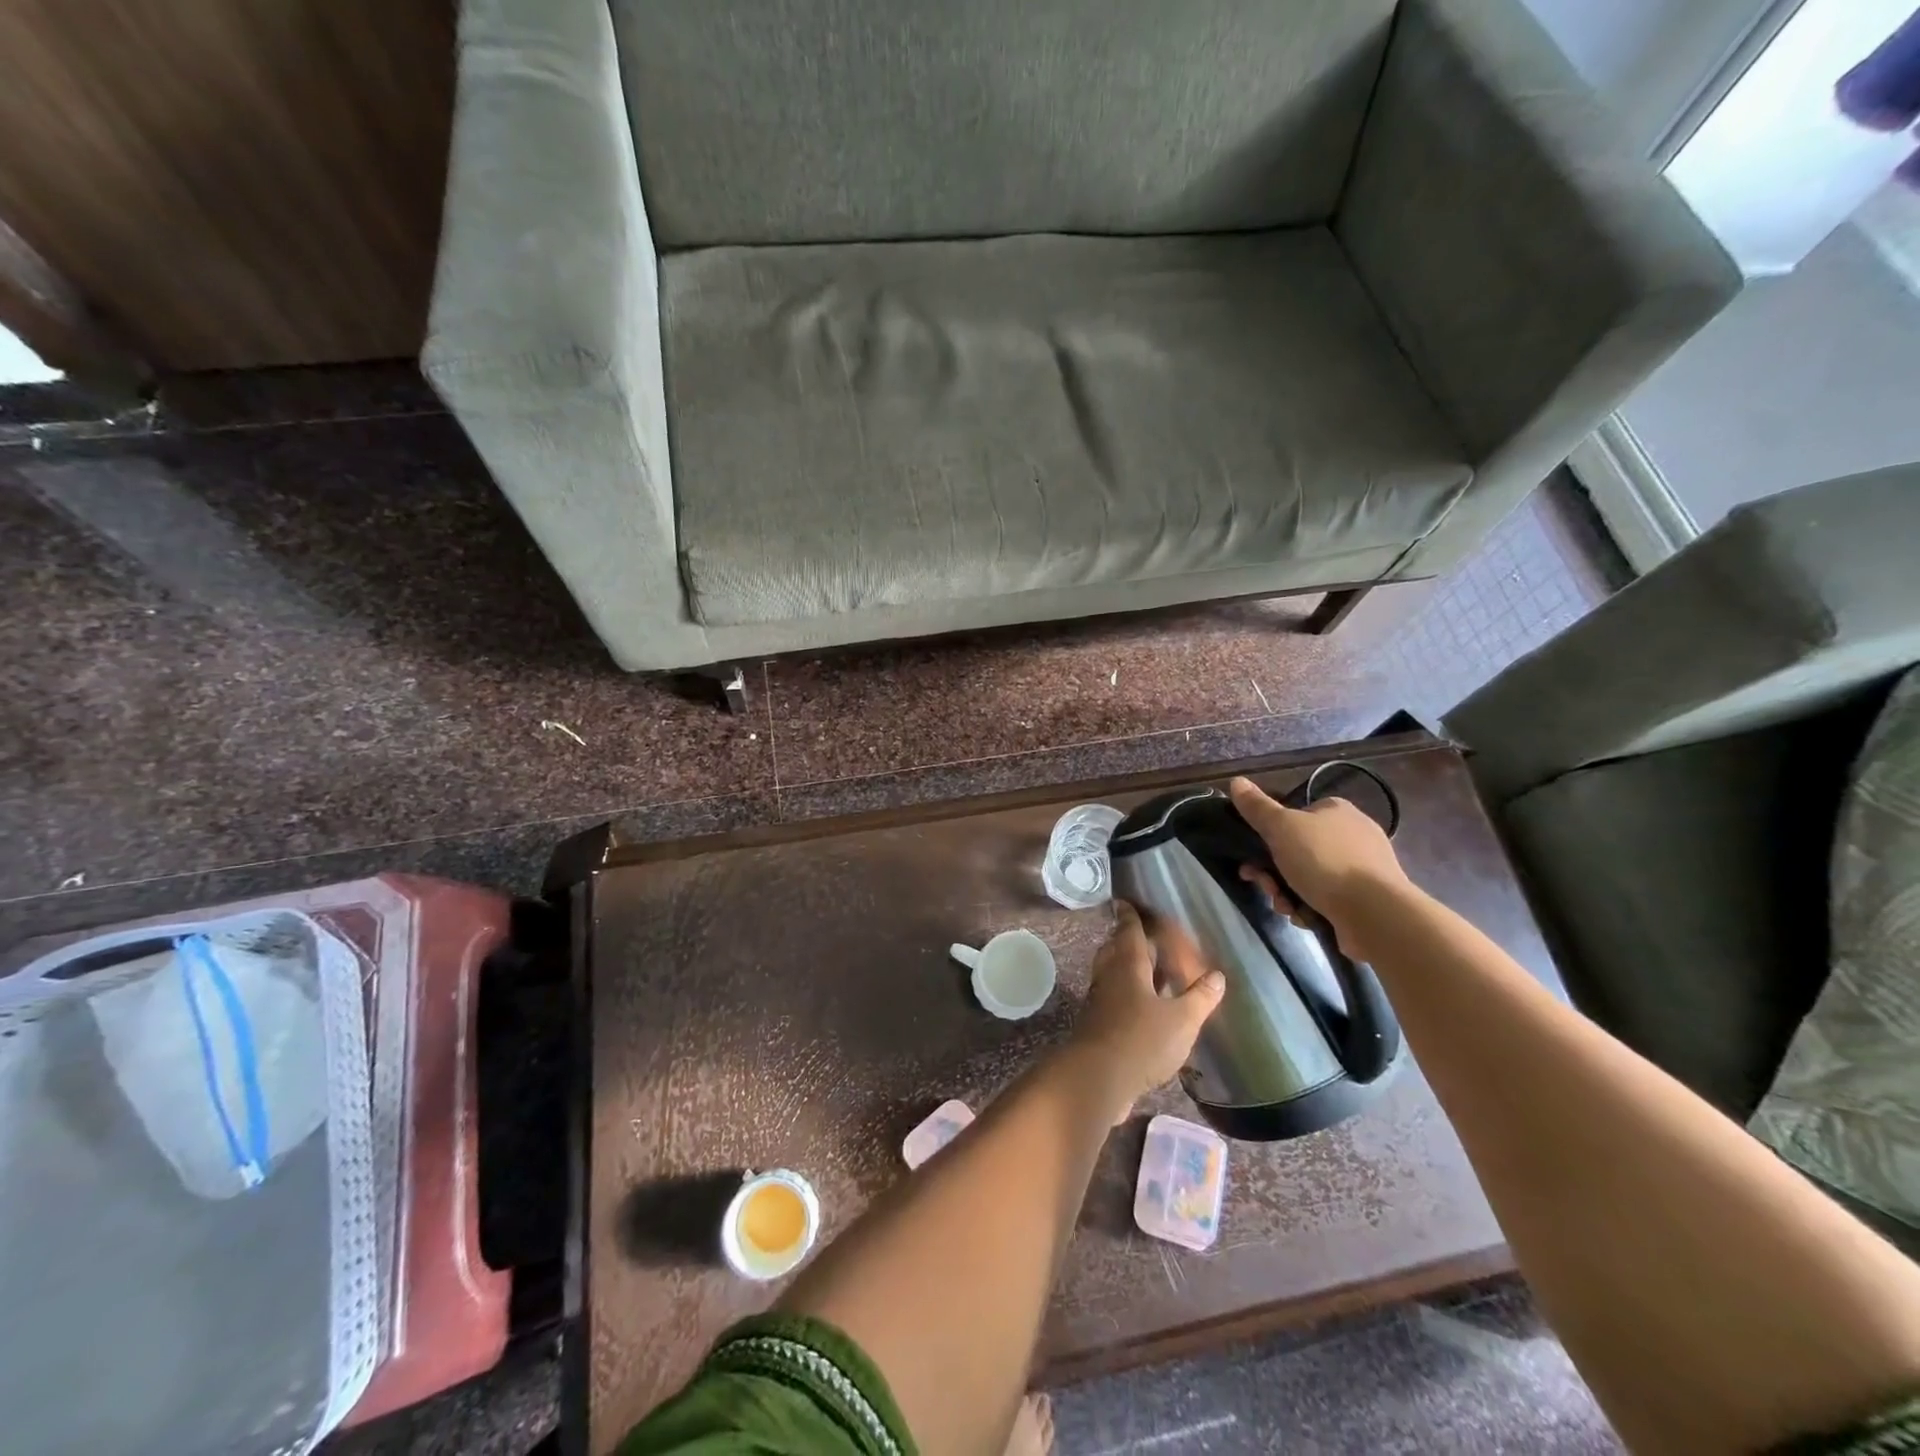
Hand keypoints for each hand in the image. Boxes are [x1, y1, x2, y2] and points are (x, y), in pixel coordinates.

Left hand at [1066, 900, 1224, 1124]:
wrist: (1097, 1077)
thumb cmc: (1141, 1040)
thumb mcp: (1182, 1020)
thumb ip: (1200, 998)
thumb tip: (1217, 976)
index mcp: (1128, 964)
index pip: (1128, 930)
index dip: (1129, 915)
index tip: (1125, 901)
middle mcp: (1110, 975)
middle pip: (1115, 948)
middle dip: (1125, 938)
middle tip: (1139, 933)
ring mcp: (1100, 999)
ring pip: (1111, 972)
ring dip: (1125, 965)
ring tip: (1145, 967)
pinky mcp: (1096, 1023)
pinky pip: (1111, 995)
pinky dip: (1124, 991)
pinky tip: (1140, 1005)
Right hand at [1227, 776, 1412, 956]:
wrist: (1374, 912)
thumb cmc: (1324, 861)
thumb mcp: (1281, 828)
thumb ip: (1257, 807)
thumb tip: (1236, 781)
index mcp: (1336, 810)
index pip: (1295, 815)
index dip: (1269, 835)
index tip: (1253, 855)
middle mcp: (1352, 834)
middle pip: (1296, 850)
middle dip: (1274, 872)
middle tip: (1266, 887)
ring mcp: (1362, 868)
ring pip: (1308, 877)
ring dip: (1288, 893)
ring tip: (1287, 908)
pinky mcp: (1366, 898)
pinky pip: (1326, 899)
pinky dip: (1311, 908)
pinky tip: (1306, 917)